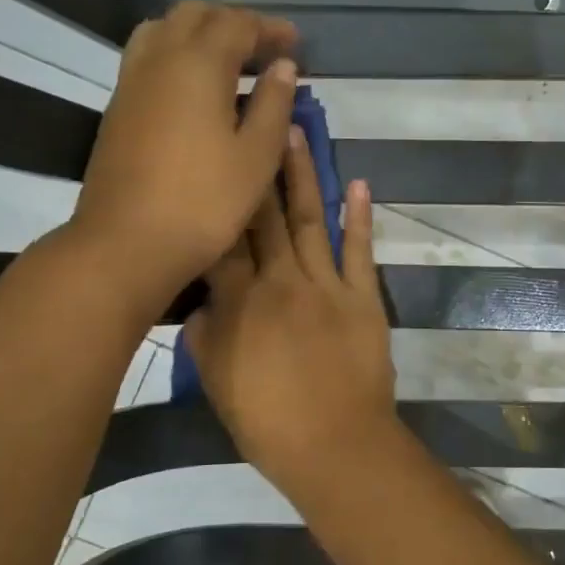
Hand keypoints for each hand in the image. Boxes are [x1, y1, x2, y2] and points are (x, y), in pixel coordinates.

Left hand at [69, 0, 298, 314]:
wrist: (127, 243)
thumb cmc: (205, 202)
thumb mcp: (257, 156)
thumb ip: (273, 104)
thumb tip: (282, 67)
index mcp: (199, 64)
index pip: (237, 24)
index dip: (269, 28)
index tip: (295, 43)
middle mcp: (160, 60)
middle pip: (195, 15)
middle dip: (233, 22)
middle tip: (264, 49)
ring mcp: (132, 83)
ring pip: (164, 31)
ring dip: (200, 34)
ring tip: (229, 63)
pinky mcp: (118, 108)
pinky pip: (149, 58)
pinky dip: (177, 56)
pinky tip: (196, 91)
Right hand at [184, 128, 396, 488]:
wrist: (336, 444)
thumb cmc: (268, 421)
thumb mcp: (217, 381)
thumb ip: (205, 334)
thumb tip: (201, 300)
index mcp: (239, 302)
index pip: (220, 240)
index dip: (215, 199)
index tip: (212, 159)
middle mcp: (280, 281)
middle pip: (263, 217)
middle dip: (256, 169)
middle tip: (254, 121)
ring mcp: (327, 285)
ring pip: (308, 220)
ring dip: (301, 176)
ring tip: (295, 133)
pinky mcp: (363, 297)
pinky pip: (359, 250)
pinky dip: (358, 218)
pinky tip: (356, 184)